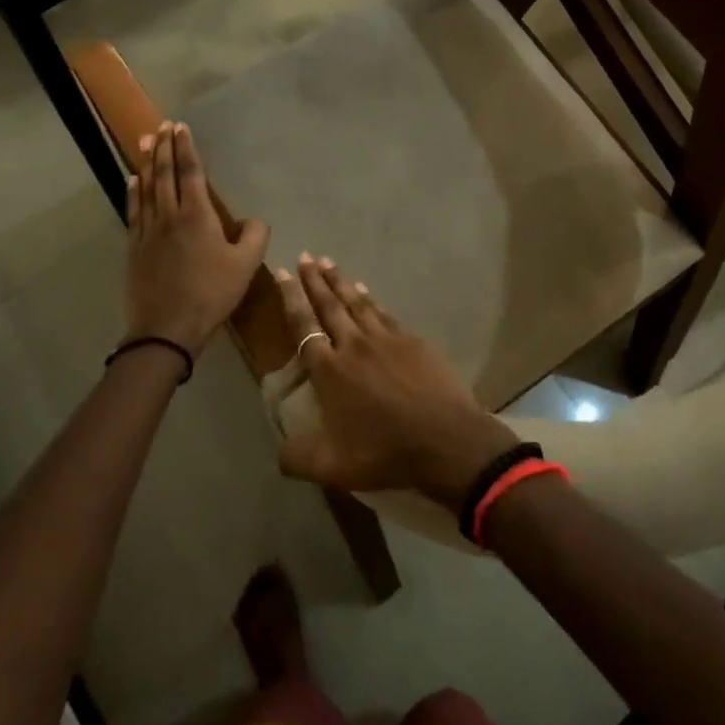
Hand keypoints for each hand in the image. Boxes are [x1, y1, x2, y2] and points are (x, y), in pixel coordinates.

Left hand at [124, 122, 269, 357]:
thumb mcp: (246, 266)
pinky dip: (133, 192)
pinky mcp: (135, 247)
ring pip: (146, 188)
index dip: (186, 148)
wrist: (167, 328)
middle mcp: (170, 215)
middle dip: (164, 148)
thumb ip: (255, 236)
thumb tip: (254, 220)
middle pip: (164, 174)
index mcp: (198, 216)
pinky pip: (133, 211)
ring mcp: (148, 231)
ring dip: (147, 163)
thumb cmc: (211, 294)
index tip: (181, 127)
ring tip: (146, 142)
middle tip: (162, 126)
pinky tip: (133, 180)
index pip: (190, 173)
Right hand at [275, 256, 518, 509]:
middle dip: (314, 280)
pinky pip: (384, 313)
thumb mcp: (332, 467)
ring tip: (328, 262)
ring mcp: (386, 339)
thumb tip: (278, 454)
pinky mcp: (413, 341)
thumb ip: (297, 459)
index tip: (281, 272)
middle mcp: (353, 345)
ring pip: (357, 303)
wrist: (445, 441)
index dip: (290, 298)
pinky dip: (371, 299)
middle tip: (304, 257)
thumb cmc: (385, 452)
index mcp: (329, 371)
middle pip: (329, 305)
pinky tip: (366, 291)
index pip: (303, 325)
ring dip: (340, 282)